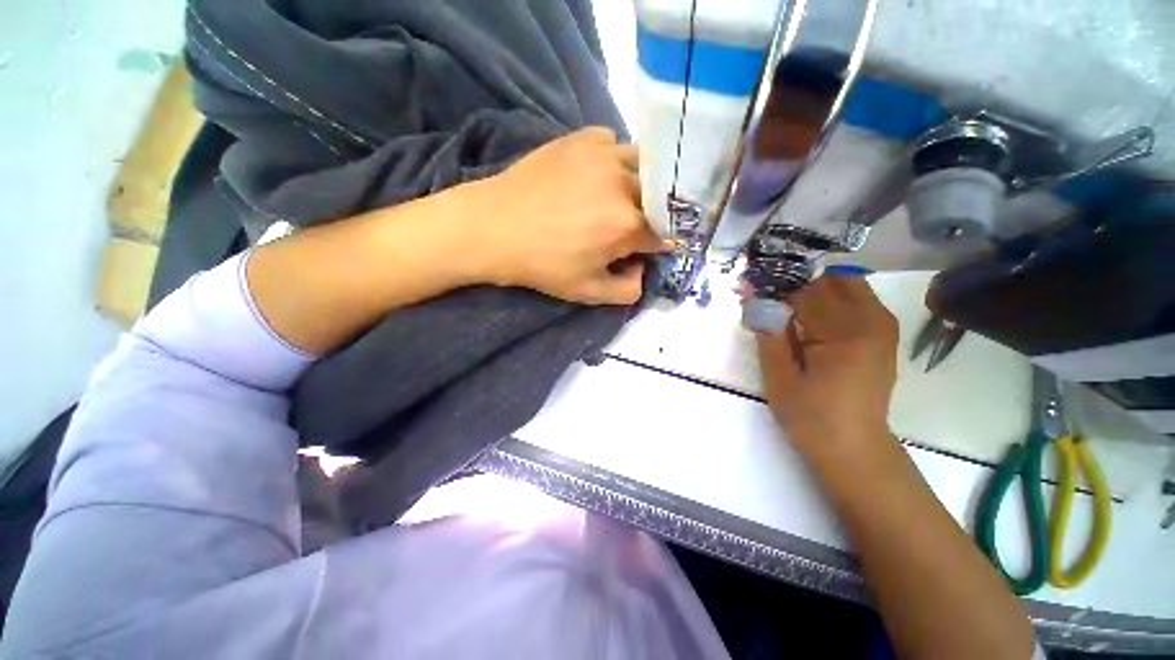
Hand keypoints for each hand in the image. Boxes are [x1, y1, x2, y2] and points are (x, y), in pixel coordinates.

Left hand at [464, 127, 666, 304]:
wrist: (494, 228)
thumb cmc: (543, 265)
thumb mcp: (588, 293)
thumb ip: (628, 290)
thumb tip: (642, 268)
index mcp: (627, 225)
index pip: (666, 232)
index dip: (660, 244)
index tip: (647, 248)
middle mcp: (624, 184)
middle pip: (660, 196)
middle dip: (653, 214)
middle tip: (632, 225)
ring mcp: (603, 155)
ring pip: (643, 164)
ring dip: (640, 183)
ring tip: (619, 197)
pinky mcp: (581, 139)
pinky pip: (614, 143)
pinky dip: (614, 159)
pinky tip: (597, 175)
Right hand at [756, 275, 899, 455]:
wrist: (854, 448)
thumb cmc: (811, 418)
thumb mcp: (779, 378)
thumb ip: (769, 334)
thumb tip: (758, 299)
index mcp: (845, 333)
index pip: (806, 290)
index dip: (776, 288)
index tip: (753, 291)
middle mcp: (872, 320)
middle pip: (831, 278)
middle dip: (798, 284)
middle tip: (773, 303)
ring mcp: (882, 325)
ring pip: (845, 284)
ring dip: (814, 290)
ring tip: (789, 312)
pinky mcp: (883, 334)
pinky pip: (856, 299)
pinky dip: (830, 300)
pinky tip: (811, 322)